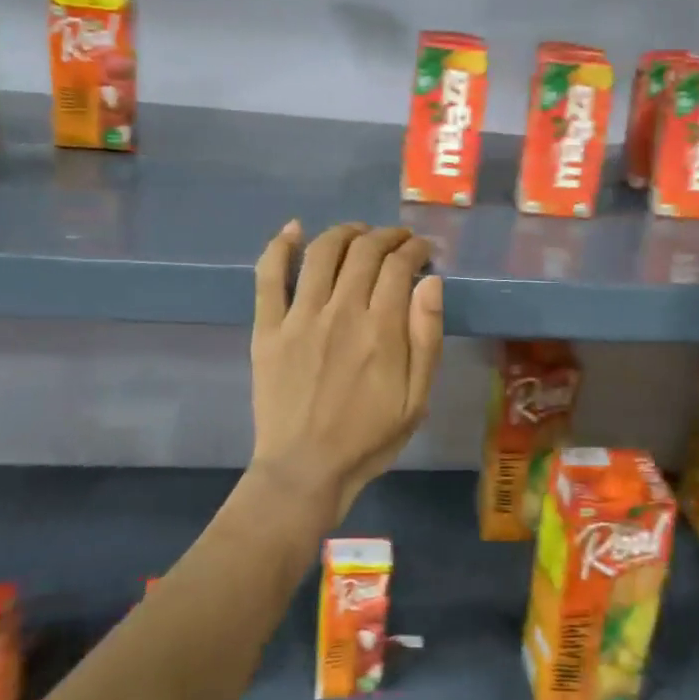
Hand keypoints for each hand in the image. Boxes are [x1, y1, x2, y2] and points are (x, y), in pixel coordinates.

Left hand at [249, 221, 443, 532]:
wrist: (305, 469)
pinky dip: (280, 247)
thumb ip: (426, 337)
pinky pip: (269, 277)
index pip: (400, 266)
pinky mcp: (267, 328)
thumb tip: (431, 282)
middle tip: (398, 240)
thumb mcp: (417, 399)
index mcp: (380, 329)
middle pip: (364, 251)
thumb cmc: (368, 438)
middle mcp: (340, 311)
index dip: (415, 249)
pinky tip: (294, 230)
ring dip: (344, 232)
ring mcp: (299, 317)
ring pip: (322, 252)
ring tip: (359, 233)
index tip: (424, 250)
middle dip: (387, 235)